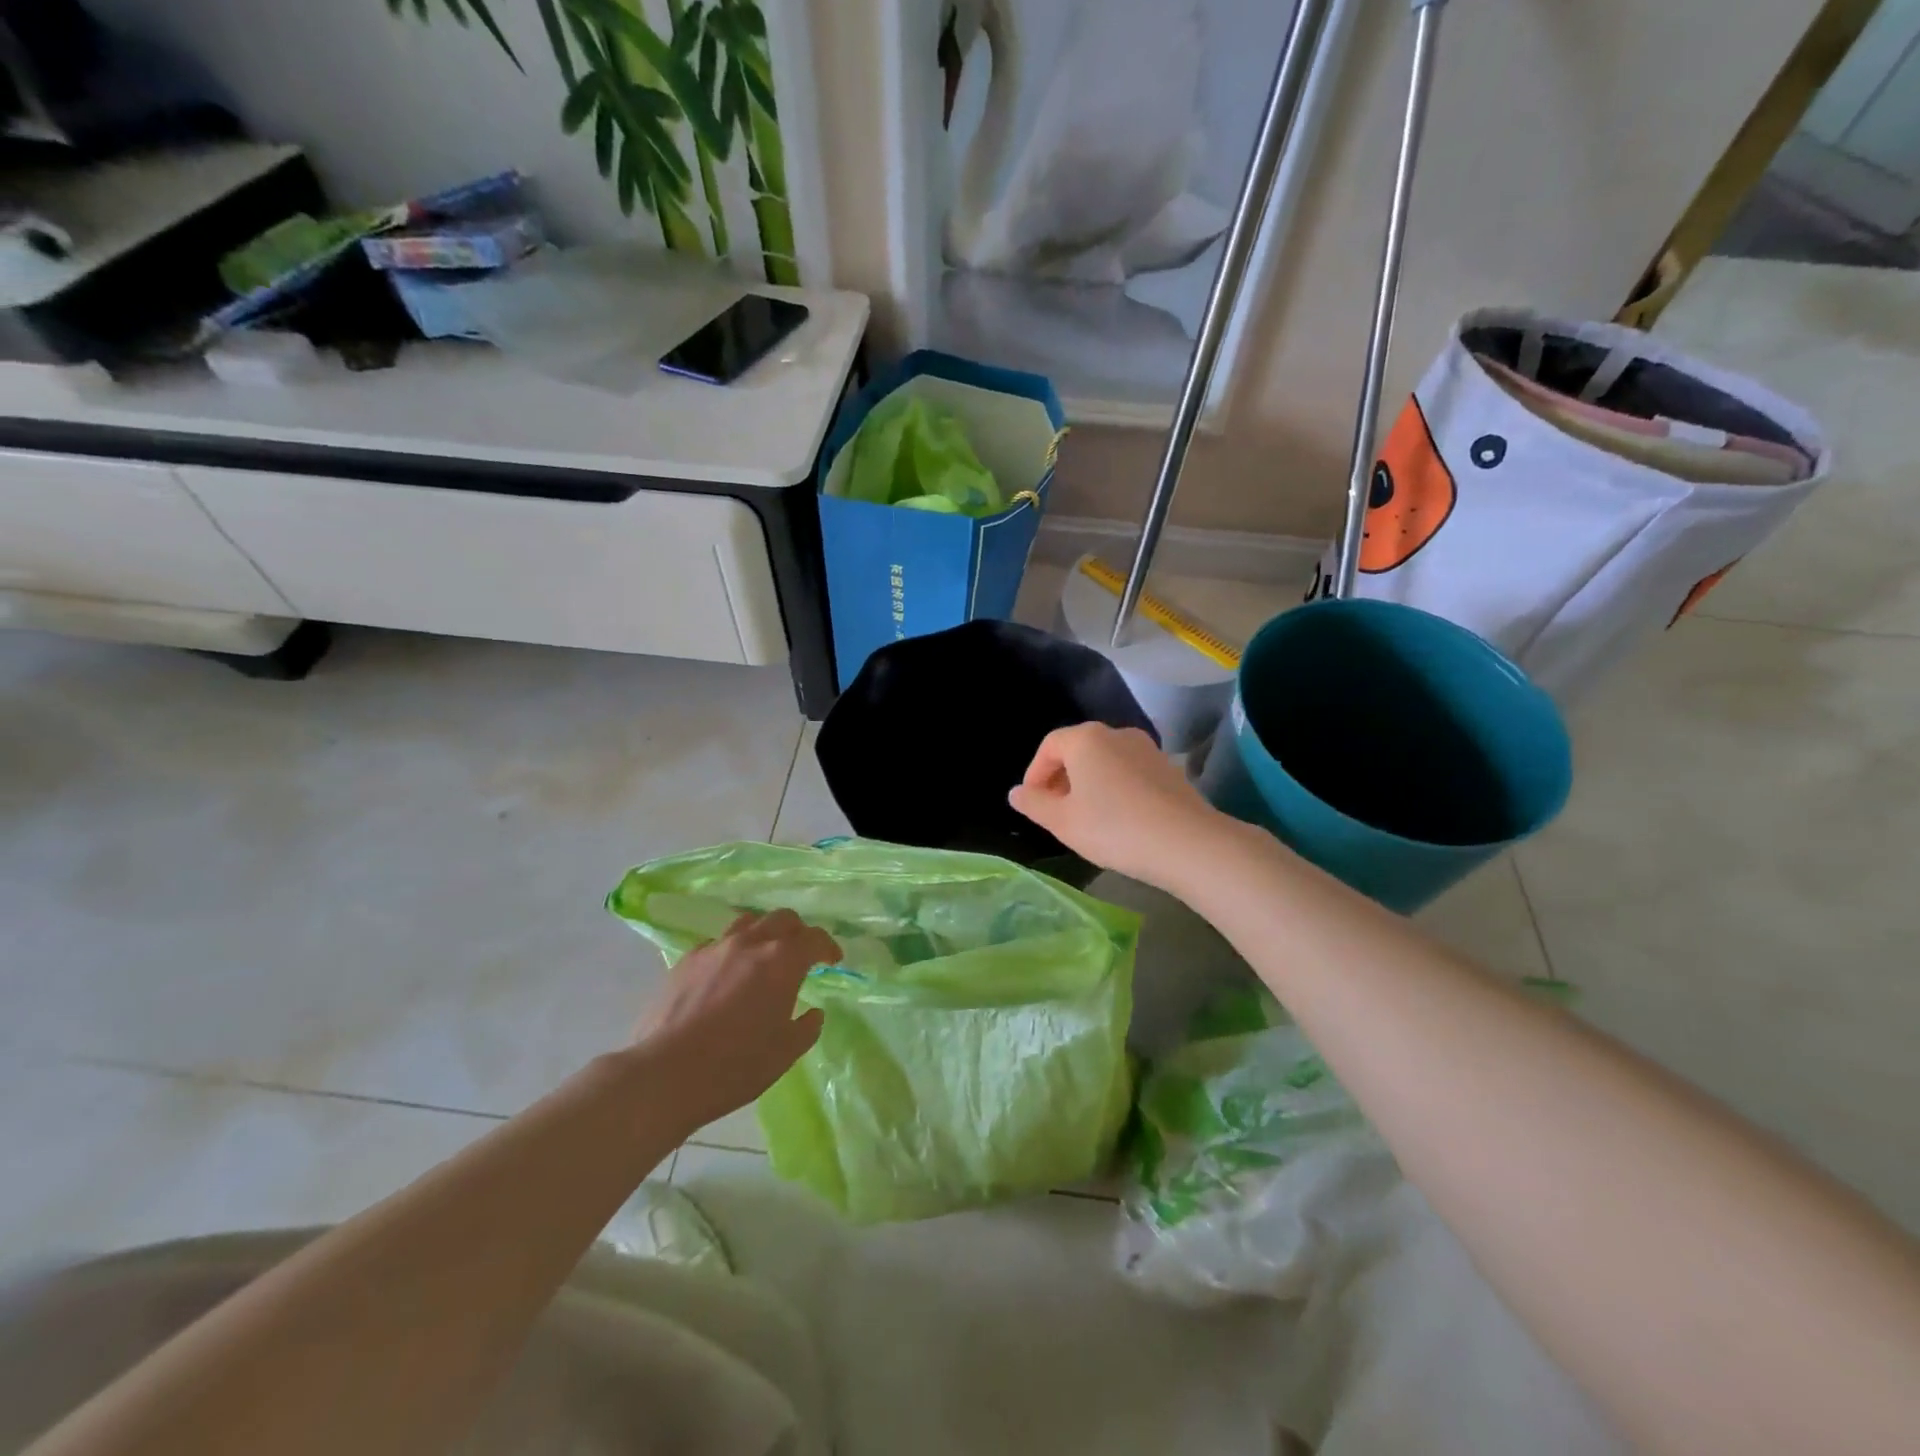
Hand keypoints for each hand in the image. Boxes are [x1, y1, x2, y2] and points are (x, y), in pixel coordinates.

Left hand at [636, 909, 839, 1130]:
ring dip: (764, 933)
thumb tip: (813, 1013)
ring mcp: (715, 948)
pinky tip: (727, 974)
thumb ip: (806, 1028)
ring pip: (748, 922)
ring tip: (763, 956)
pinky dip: (732, 950)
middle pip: (782, 919)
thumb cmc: (735, 1065)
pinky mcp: (687, 960)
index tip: (833, 960)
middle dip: (798, 932)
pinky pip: (718, 942)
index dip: (828, 946)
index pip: (814, 938)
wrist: (666, 1073)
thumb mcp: (784, 1053)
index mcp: (782, 961)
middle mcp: (751, 943)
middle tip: (801, 953)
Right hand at [1009, 723, 1233, 891]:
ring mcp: (1147, 749)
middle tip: (1056, 811)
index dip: (1035, 773)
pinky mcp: (1169, 768)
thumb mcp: (1063, 821)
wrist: (1186, 843)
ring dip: (1089, 783)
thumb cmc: (1113, 828)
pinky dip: (1115, 788)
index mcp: (1086, 739)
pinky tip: (1119, 818)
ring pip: (1106, 761)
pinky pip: (1129, 772)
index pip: (1049, 746)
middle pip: (1078, 750)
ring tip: (1086, 817)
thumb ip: (1034, 803)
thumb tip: (1016, 792)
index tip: (1032, 802)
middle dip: (1061, 777)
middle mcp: (1117, 733)